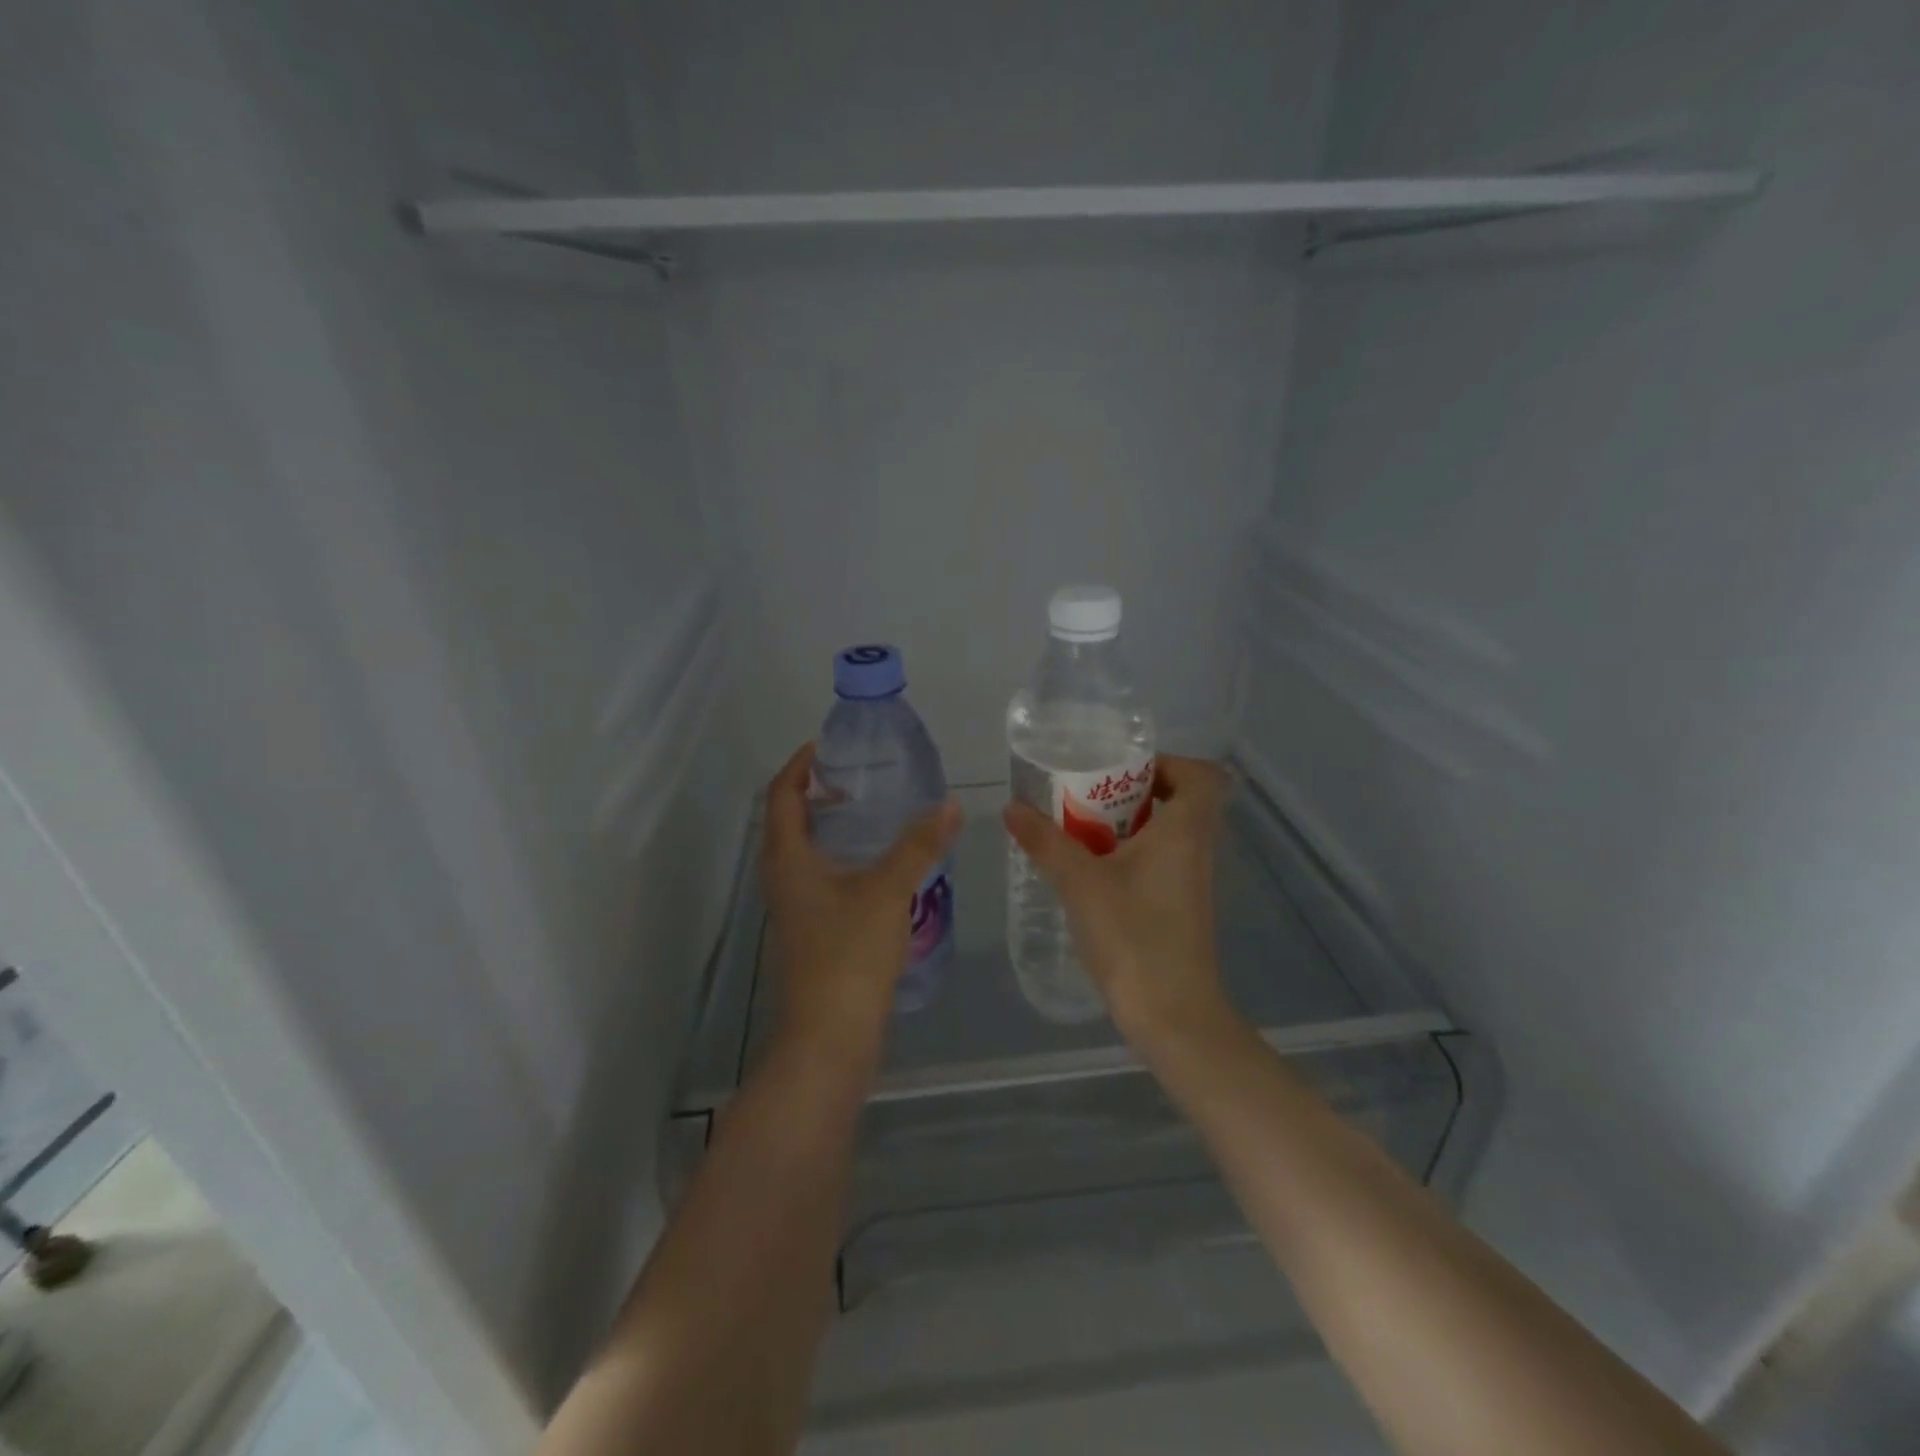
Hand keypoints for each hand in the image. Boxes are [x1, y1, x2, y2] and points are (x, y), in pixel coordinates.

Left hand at [761, 744, 961, 1047]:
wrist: (829, 1037)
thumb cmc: (849, 955)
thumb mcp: (888, 891)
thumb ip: (918, 845)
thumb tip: (950, 804)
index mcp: (788, 859)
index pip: (781, 795)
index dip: (800, 766)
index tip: (828, 747)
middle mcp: (782, 879)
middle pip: (788, 821)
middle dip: (816, 793)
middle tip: (857, 778)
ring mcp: (794, 909)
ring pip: (804, 853)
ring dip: (829, 827)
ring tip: (872, 815)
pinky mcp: (811, 932)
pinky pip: (819, 879)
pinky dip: (841, 859)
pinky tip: (878, 868)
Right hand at [1003, 756, 1234, 1043]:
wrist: (1171, 1015)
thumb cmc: (1133, 936)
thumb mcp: (1079, 883)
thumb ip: (1045, 841)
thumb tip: (1012, 807)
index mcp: (1185, 831)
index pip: (1202, 775)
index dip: (1168, 763)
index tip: (1123, 772)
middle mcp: (1196, 849)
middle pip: (1180, 800)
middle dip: (1134, 792)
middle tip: (1089, 796)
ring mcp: (1191, 881)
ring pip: (1168, 834)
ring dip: (1128, 825)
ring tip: (1080, 830)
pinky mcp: (1181, 907)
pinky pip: (1160, 862)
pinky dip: (1130, 855)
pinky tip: (1090, 872)